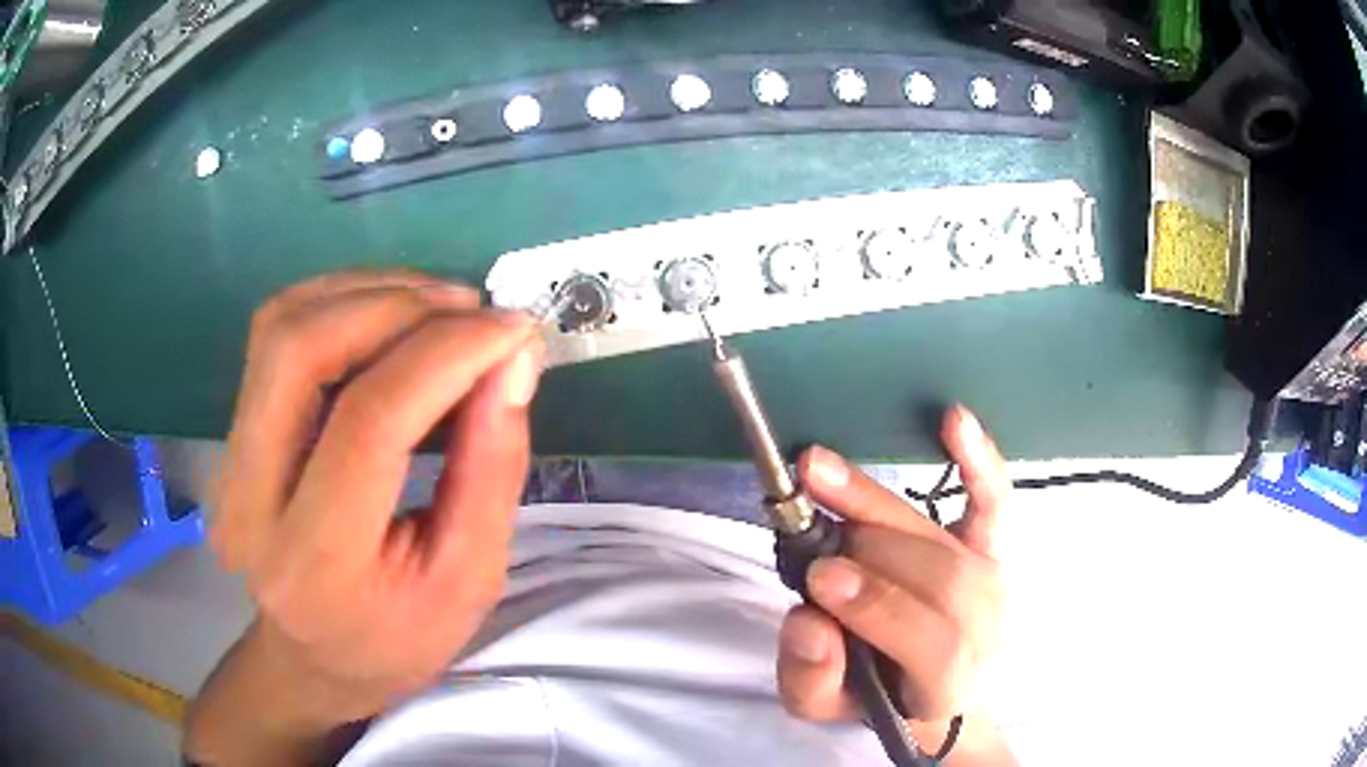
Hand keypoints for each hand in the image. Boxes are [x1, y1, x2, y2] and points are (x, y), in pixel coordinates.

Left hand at [204, 271, 542, 731]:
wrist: (313, 660)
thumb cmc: (398, 639)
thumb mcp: (469, 580)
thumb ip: (491, 469)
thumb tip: (513, 359)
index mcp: (317, 561)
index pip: (369, 422)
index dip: (445, 355)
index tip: (512, 330)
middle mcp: (250, 499)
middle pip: (301, 349)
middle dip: (396, 306)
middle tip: (471, 311)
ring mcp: (228, 462)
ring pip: (281, 326)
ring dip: (366, 295)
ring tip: (436, 309)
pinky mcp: (230, 436)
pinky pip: (275, 335)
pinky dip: (338, 304)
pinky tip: (387, 318)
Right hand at [777, 407, 1010, 760]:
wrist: (939, 685)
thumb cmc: (880, 695)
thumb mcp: (826, 709)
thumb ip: (811, 679)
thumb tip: (809, 623)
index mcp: (948, 682)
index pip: (933, 642)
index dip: (880, 606)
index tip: (820, 579)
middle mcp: (986, 628)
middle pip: (941, 577)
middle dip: (868, 547)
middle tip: (806, 522)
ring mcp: (994, 580)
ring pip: (945, 538)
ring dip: (878, 502)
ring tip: (820, 471)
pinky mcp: (993, 545)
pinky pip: (993, 500)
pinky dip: (978, 459)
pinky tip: (953, 419)